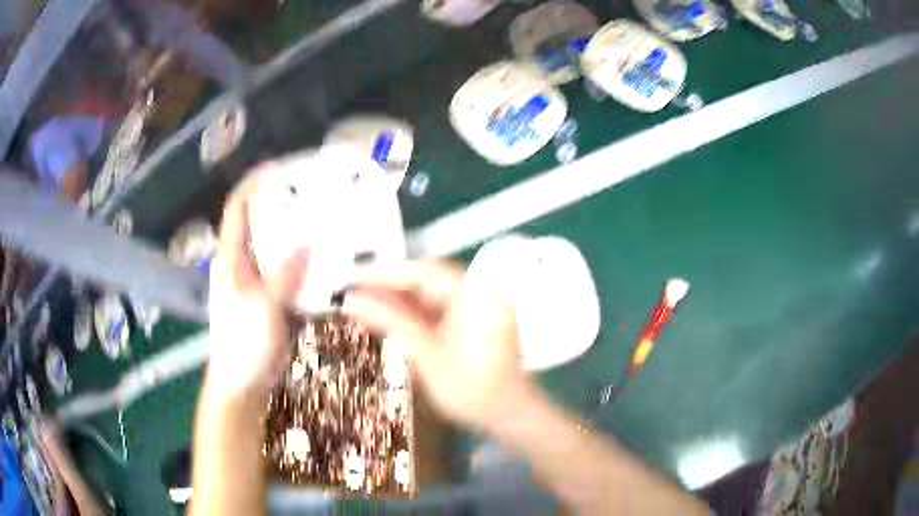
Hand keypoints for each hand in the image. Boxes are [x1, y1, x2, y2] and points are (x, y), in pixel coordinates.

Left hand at [207, 174, 307, 399]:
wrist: (244, 382)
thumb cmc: (243, 344)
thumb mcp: (262, 308)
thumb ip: (283, 277)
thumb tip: (307, 243)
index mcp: (231, 258)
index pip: (238, 209)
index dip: (254, 184)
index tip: (280, 168)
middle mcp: (244, 262)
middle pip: (262, 222)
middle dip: (284, 204)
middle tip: (316, 193)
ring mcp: (260, 279)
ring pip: (279, 246)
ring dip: (299, 233)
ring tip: (328, 221)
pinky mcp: (275, 296)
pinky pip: (292, 270)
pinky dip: (308, 261)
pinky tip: (329, 260)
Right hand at [345, 261, 529, 429]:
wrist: (509, 417)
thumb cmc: (474, 393)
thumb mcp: (429, 359)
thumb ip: (393, 324)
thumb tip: (354, 302)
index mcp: (477, 297)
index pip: (426, 273)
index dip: (387, 272)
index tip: (355, 276)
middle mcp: (478, 294)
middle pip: (427, 280)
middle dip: (388, 285)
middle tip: (352, 289)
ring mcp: (474, 307)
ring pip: (428, 295)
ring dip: (396, 299)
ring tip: (360, 302)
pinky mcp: (467, 322)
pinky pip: (434, 310)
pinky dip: (409, 313)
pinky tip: (383, 316)